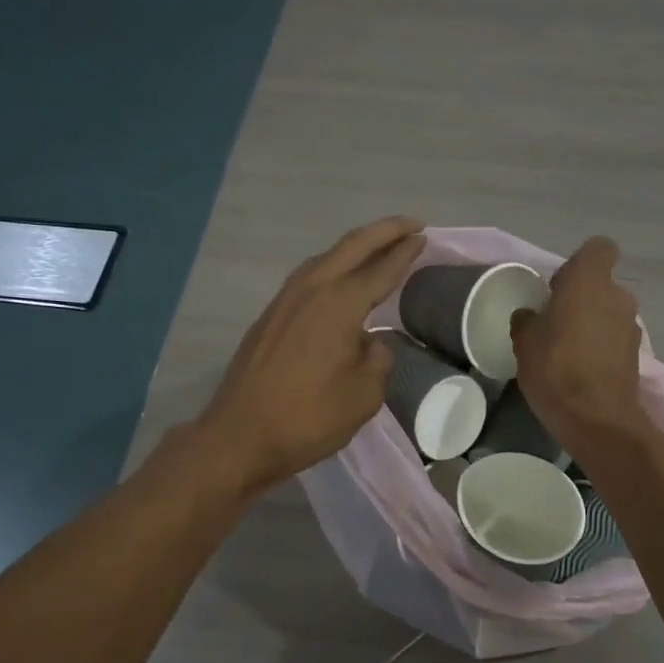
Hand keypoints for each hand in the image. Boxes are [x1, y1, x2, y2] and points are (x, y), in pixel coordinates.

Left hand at [194, 216, 426, 494]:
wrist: (239, 436)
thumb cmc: (308, 418)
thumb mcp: (364, 395)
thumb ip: (376, 359)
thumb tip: (368, 342)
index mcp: (339, 304)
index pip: (381, 269)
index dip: (405, 252)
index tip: (425, 237)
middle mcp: (311, 290)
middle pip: (352, 246)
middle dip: (384, 231)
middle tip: (411, 226)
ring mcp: (285, 300)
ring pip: (326, 258)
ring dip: (356, 247)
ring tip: (379, 248)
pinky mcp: (270, 316)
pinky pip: (310, 277)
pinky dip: (334, 267)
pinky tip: (340, 281)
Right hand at [510, 236, 646, 447]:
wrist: (596, 418)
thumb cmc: (555, 369)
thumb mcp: (524, 342)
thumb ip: (527, 320)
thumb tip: (531, 315)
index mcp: (590, 282)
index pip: (599, 249)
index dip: (580, 263)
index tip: (559, 285)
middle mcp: (618, 297)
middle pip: (602, 285)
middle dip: (582, 297)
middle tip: (556, 321)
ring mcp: (632, 327)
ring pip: (610, 313)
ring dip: (593, 323)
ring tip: (568, 350)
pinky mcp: (636, 355)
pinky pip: (615, 339)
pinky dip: (602, 347)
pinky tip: (582, 369)